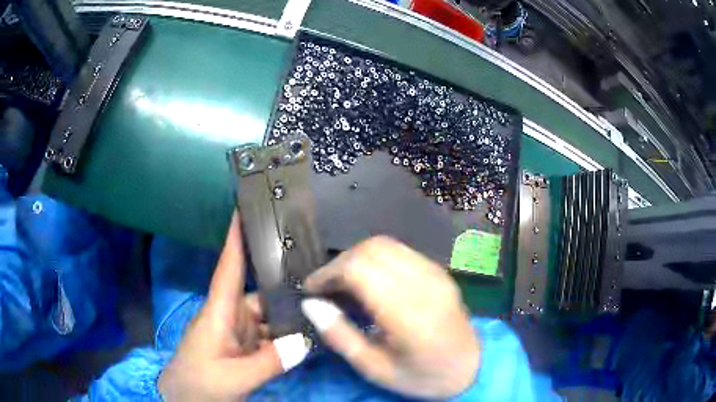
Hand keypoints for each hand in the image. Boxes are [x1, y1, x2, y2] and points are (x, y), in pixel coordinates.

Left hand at [158, 213, 306, 400]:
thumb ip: (269, 362)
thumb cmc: (199, 383)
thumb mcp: (234, 377)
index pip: (229, 268)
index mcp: (219, 312)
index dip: (236, 238)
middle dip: (287, 289)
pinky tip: (307, 339)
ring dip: (290, 319)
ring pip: (268, 318)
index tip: (246, 208)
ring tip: (323, 313)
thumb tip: (305, 342)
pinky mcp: (243, 348)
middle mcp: (230, 317)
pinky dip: (285, 339)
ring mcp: (237, 333)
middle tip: (322, 281)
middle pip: (261, 295)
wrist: (184, 399)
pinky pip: (269, 337)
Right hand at [301, 236, 479, 398]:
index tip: (311, 290)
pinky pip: (401, 252)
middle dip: (340, 263)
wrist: (469, 368)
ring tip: (344, 284)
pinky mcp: (439, 272)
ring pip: (386, 244)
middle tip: (326, 288)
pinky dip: (376, 259)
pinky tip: (371, 282)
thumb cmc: (421, 377)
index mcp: (408, 313)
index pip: (360, 269)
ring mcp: (435, 274)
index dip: (328, 272)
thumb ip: (341, 336)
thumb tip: (312, 304)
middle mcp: (424, 284)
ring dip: (357, 257)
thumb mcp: (375, 369)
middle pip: (371, 249)